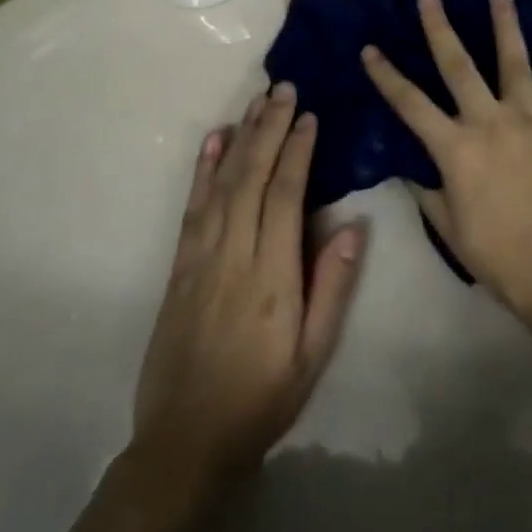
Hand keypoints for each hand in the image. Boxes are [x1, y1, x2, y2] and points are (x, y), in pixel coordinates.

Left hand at [131, 85, 368, 495]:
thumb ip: (332, 287)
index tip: (309, 115)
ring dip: (240, 137)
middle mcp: (232, 254)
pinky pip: (192, 206)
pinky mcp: (179, 266)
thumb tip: (353, 226)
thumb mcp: (312, 355)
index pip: (285, 195)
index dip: (297, 150)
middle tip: (284, 88)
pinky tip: (214, 141)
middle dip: (269, 128)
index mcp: (271, 275)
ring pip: (221, 183)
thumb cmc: (261, 399)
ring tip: (256, 101)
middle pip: (251, 177)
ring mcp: (200, 257)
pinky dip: (203, 168)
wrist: (183, 443)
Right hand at [361, 0, 531, 328]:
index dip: (387, 76)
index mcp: (457, 151)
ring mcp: (531, 123)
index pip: (411, 105)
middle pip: (459, 68)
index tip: (370, 48)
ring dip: (505, 26)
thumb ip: (429, 193)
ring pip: (515, 64)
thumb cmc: (502, 260)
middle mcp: (491, 125)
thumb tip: (411, 168)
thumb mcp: (451, 231)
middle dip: (440, 29)